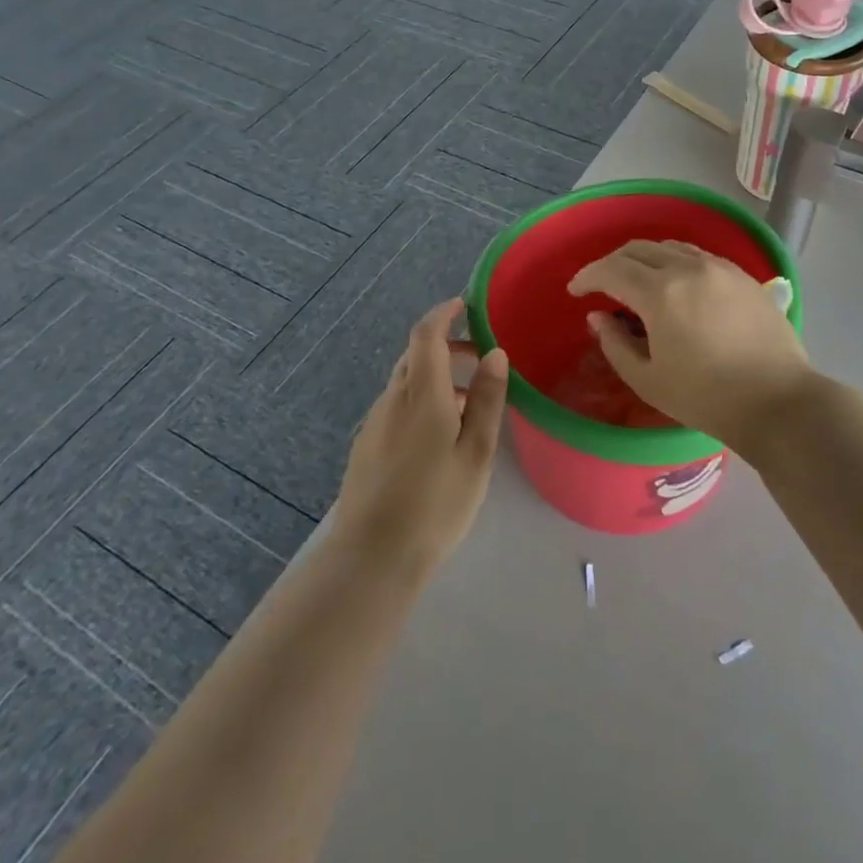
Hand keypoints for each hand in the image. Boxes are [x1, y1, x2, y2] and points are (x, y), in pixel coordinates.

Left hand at [330, 299, 508, 573]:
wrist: (372, 557)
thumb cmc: (435, 503)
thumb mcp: (476, 453)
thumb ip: (488, 400)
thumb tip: (495, 353)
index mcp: (422, 394)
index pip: (426, 335)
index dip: (443, 314)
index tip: (464, 304)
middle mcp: (393, 399)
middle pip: (415, 356)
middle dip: (447, 347)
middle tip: (481, 359)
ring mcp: (375, 423)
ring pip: (407, 383)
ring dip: (437, 377)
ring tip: (470, 404)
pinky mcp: (367, 446)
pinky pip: (397, 406)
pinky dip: (422, 400)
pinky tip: (440, 435)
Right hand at [567, 241, 817, 451]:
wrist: (777, 401)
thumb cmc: (706, 398)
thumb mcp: (648, 379)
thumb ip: (615, 343)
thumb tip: (598, 317)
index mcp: (660, 293)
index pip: (611, 270)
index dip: (587, 277)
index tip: (575, 292)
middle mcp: (688, 268)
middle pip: (638, 249)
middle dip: (612, 263)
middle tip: (601, 286)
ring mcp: (719, 267)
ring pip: (669, 247)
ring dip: (644, 259)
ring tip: (637, 282)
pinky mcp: (741, 275)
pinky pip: (697, 255)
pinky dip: (674, 261)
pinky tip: (675, 284)